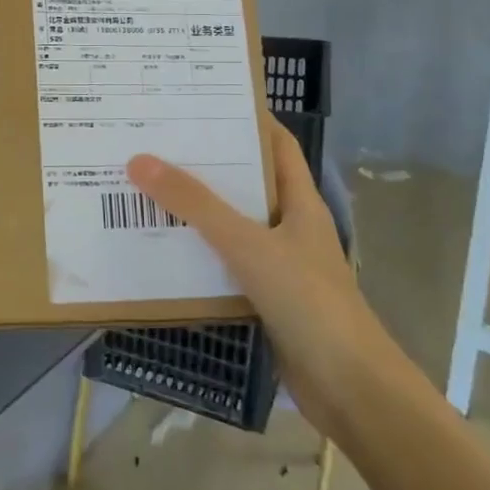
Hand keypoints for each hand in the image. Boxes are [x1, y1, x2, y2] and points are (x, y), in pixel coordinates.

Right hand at [127, 114, 389, 432]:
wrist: (349, 388)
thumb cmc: (309, 302)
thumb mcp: (248, 244)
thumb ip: (195, 204)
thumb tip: (141, 160)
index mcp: (299, 201)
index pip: (276, 144)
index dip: (245, 118)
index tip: (198, 101)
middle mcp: (289, 226)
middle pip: (245, 182)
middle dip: (204, 163)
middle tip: (154, 142)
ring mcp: (277, 264)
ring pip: (229, 225)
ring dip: (193, 210)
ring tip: (143, 188)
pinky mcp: (263, 298)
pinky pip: (222, 264)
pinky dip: (194, 254)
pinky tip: (158, 248)